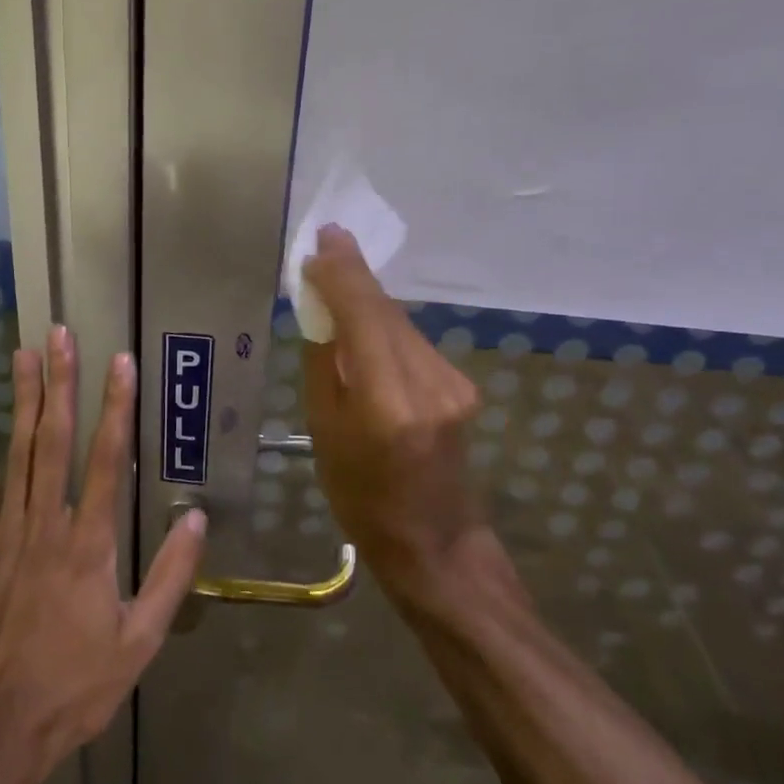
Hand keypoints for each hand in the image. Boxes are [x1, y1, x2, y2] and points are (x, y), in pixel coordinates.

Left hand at [0, 327, 206, 778]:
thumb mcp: (141, 640)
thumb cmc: (79, 684)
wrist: (1, 725)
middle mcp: (47, 526)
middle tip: (59, 336)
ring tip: (24, 355)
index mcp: (90, 544)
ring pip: (17, 455)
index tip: (119, 363)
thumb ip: (170, 576)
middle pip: (54, 441)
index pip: (107, 460)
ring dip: (22, 401)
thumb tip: (197, 519)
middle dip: (61, 384)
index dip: (115, 407)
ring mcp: (8, 534)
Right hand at [301, 226, 485, 597]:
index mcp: (387, 402)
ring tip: (338, 281)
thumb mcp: (324, 433)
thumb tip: (321, 313)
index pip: (364, 316)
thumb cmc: (361, 497)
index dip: (342, 274)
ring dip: (369, 302)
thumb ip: (325, 366)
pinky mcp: (462, 387)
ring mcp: (453, 384)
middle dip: (354, 277)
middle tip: (326, 244)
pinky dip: (386, 328)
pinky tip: (366, 328)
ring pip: (401, 325)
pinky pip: (413, 344)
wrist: (433, 541)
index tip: (322, 241)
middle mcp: (428, 383)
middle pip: (386, 312)